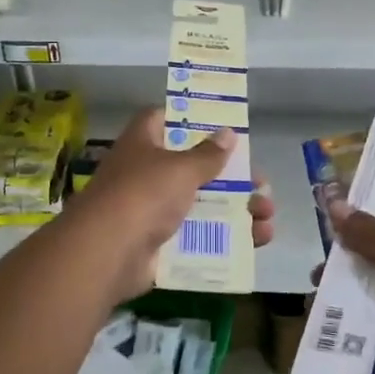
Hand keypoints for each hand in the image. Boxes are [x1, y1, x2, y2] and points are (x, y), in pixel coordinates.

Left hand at [75, 110, 275, 302]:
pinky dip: (225, 240)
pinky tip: (255, 243)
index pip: (165, 119)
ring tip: (267, 218)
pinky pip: (198, 238)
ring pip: (201, 206)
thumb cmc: (144, 194)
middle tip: (260, 185)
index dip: (192, 119)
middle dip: (231, 177)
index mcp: (144, 143)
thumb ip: (208, 154)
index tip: (222, 127)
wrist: (107, 253)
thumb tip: (228, 133)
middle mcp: (145, 173)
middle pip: (194, 168)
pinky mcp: (159, 244)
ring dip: (236, 211)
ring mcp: (151, 211)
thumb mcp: (181, 168)